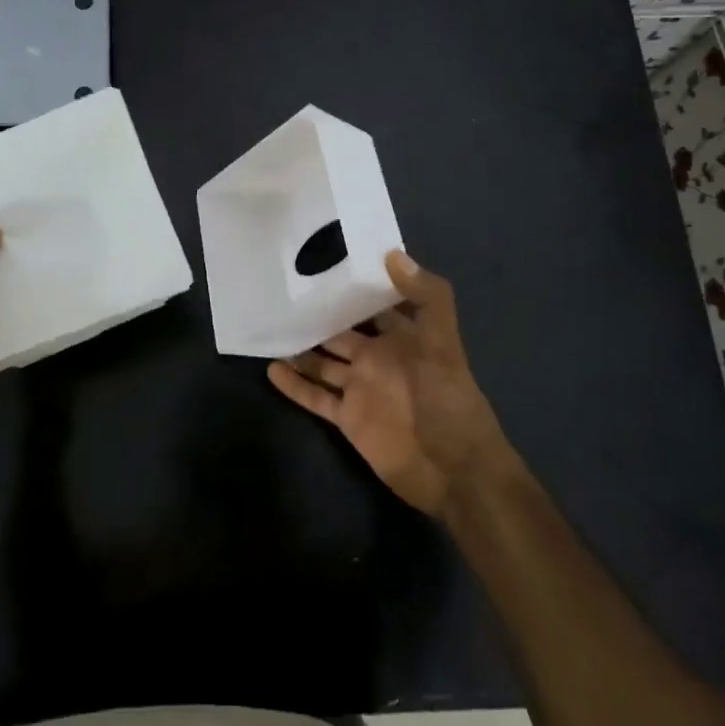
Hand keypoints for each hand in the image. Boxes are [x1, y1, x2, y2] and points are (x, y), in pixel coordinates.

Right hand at [268, 251, 513, 515]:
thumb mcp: (443, 345)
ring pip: (323, 363)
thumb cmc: (450, 401)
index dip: (353, 286)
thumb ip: (426, 298)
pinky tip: (271, 369)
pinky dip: (295, 386)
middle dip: (318, 315)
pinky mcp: (348, 418)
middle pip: (341, 331)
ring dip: (300, 348)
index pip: (373, 305)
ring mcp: (360, 389)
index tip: (323, 262)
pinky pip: (316, 397)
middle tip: (283, 292)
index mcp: (402, 338)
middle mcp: (377, 359)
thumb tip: (393, 254)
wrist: (454, 471)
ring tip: (270, 326)